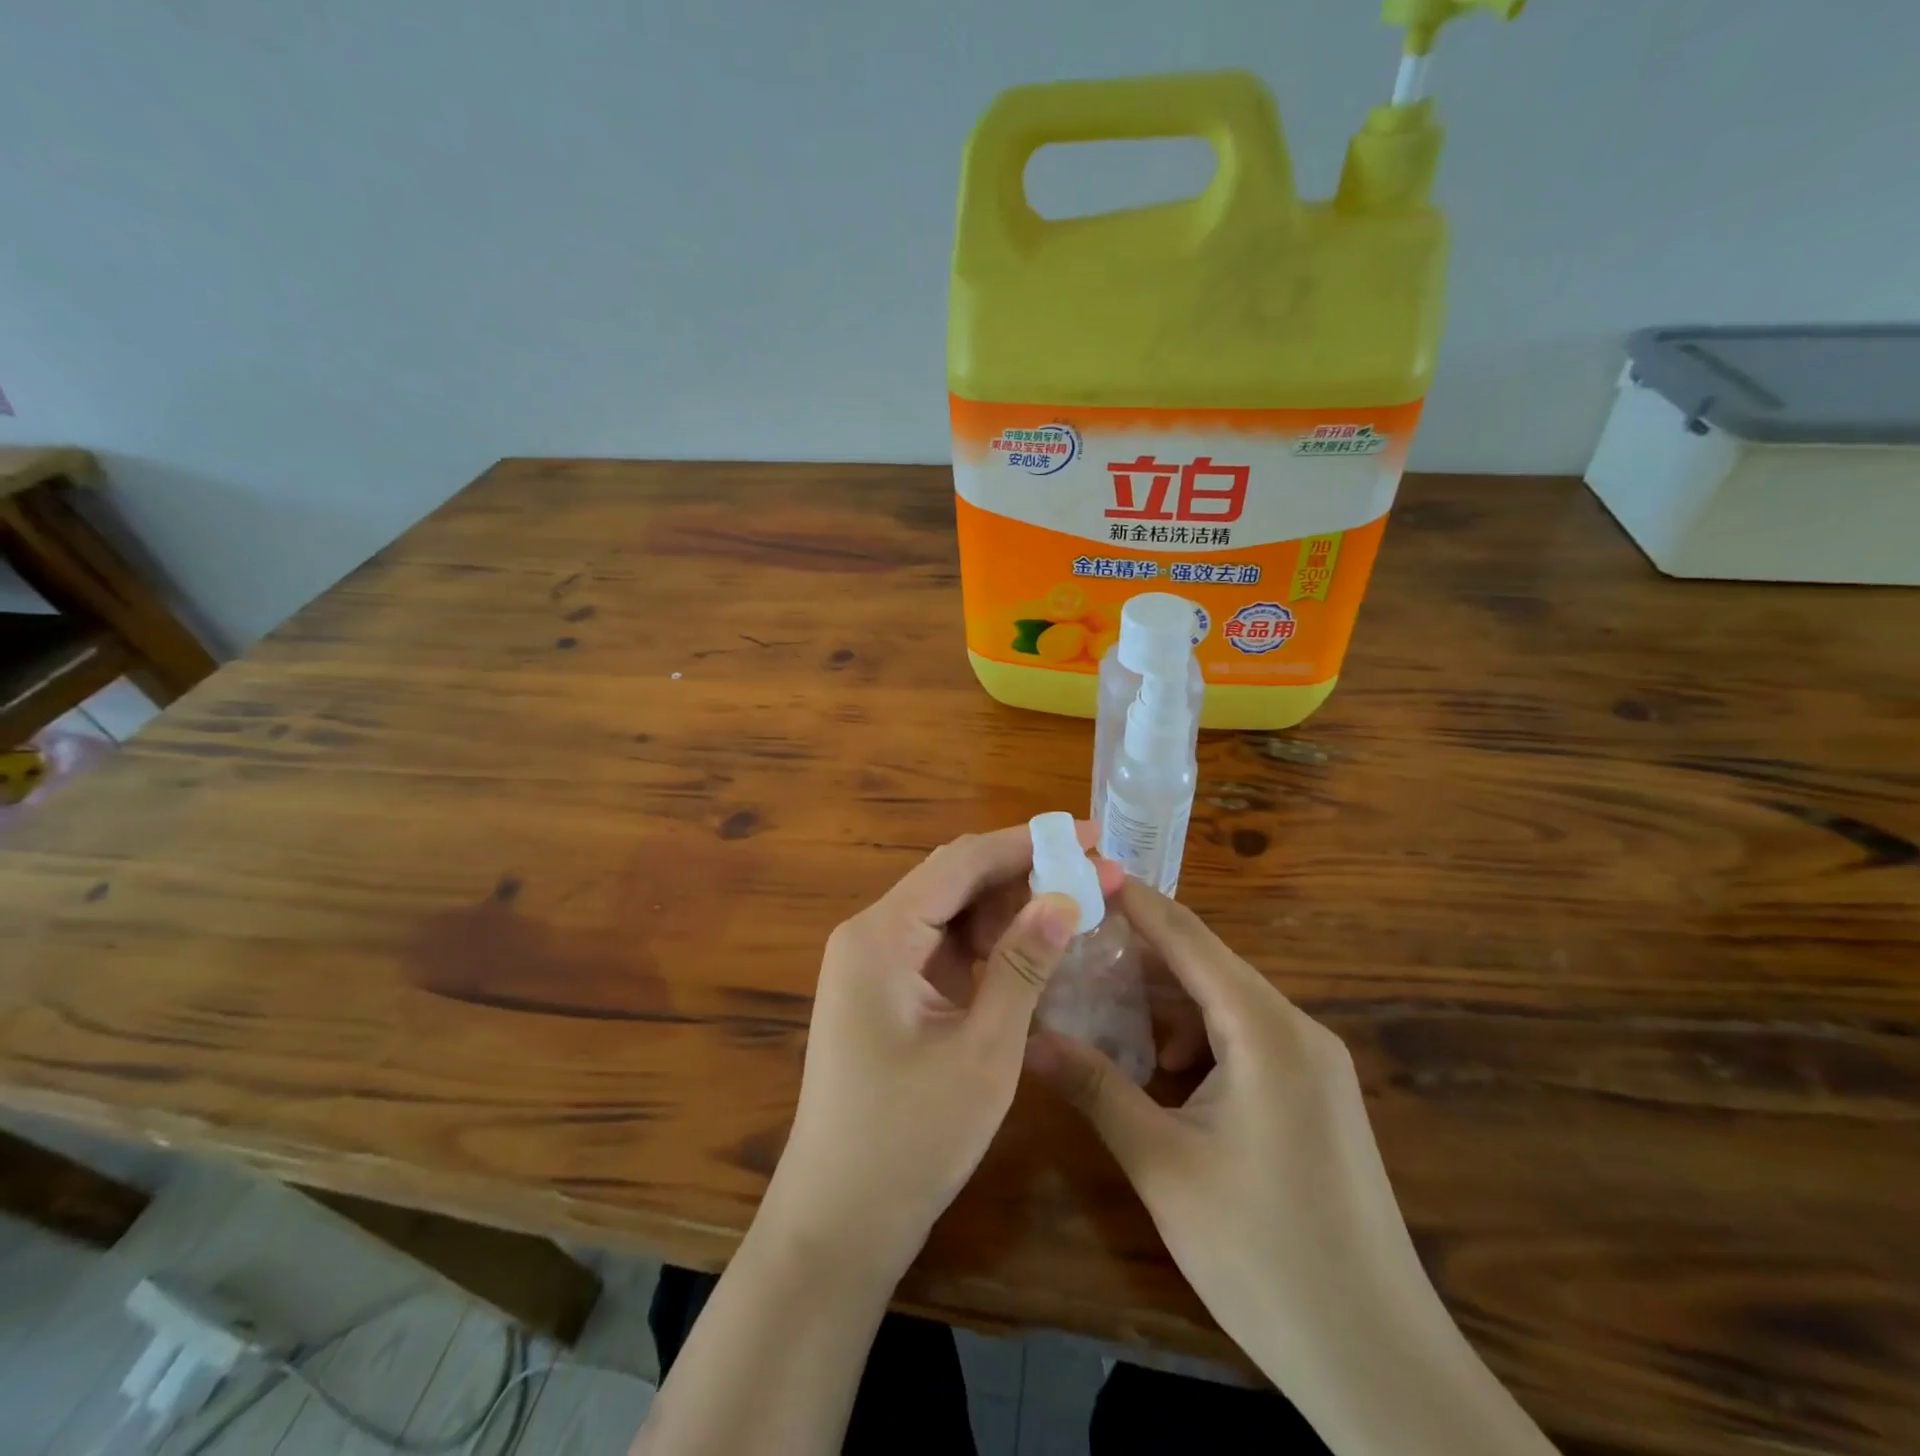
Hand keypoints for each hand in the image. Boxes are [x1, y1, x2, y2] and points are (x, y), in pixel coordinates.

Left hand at [760, 824, 1122, 1278]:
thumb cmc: (909, 1142)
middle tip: (1092, 875)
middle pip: (954, 879)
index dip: (1028, 842)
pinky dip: (988, 943)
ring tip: (1074, 909)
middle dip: (1024, 872)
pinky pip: (942, 946)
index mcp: (881, 936)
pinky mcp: (885, 990)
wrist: (838, 1223)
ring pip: (951, 911)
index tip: (1089, 835)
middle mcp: (870, 934)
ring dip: (1009, 907)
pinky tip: (1033, 950)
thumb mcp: (982, 1051)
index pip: (962, 862)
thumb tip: (1065, 896)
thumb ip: (1023, 965)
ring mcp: (874, 963)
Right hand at [1027, 882, 1557, 1455]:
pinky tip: (1156, 1070)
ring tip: (1098, 1006)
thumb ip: (1095, 1087)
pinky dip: (1195, 1040)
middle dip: (1138, 953)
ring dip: (1164, 1003)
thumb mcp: (1162, 1164)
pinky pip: (1243, 1041)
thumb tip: (1027, 1037)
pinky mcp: (1315, 1096)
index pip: (1188, 937)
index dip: (1134, 900)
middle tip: (1071, 940)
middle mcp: (1296, 1029)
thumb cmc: (1264, 1255)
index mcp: (1264, 1030)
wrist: (1381, 1364)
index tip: (1085, 870)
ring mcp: (1313, 1064)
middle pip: (1205, 966)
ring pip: (1223, 1005)